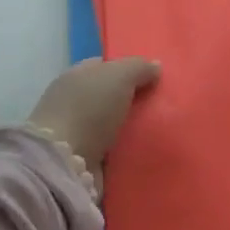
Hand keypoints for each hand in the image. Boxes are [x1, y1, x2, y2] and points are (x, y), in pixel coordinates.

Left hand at [25, 58, 160, 191]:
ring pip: (114, 125)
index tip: (155, 78)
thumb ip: (139, 67)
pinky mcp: (84, 161)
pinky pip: (114, 151)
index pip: (105, 67)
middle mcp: (74, 101)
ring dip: (133, 129)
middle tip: (165, 105)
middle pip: (111, 96)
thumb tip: (155, 66)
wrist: (64, 163)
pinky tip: (149, 151)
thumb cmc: (89, 109)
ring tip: (163, 131)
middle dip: (135, 100)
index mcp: (76, 76)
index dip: (129, 69)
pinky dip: (128, 151)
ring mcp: (77, 132)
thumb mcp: (119, 76)